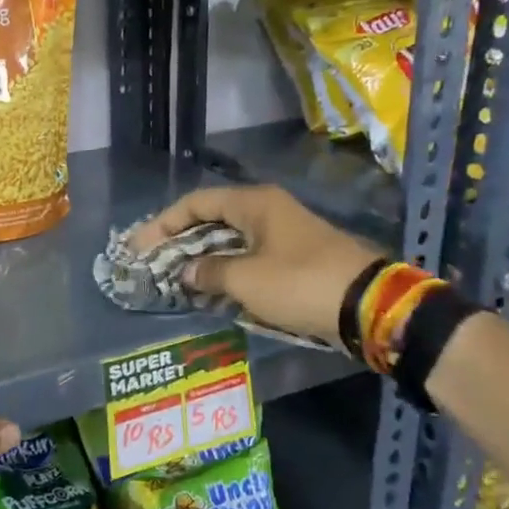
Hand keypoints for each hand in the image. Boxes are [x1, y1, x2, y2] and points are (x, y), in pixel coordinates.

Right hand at [131, 185, 387, 350]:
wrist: (368, 305)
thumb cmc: (299, 283)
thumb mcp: (246, 279)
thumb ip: (208, 272)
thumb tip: (186, 272)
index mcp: (254, 203)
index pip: (196, 203)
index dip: (164, 223)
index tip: (140, 246)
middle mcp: (268, 210)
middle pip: (212, 219)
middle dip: (180, 240)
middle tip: (153, 262)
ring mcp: (284, 233)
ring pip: (231, 239)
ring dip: (203, 257)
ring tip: (176, 278)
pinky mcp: (295, 257)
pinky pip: (249, 256)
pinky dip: (226, 269)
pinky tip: (211, 288)